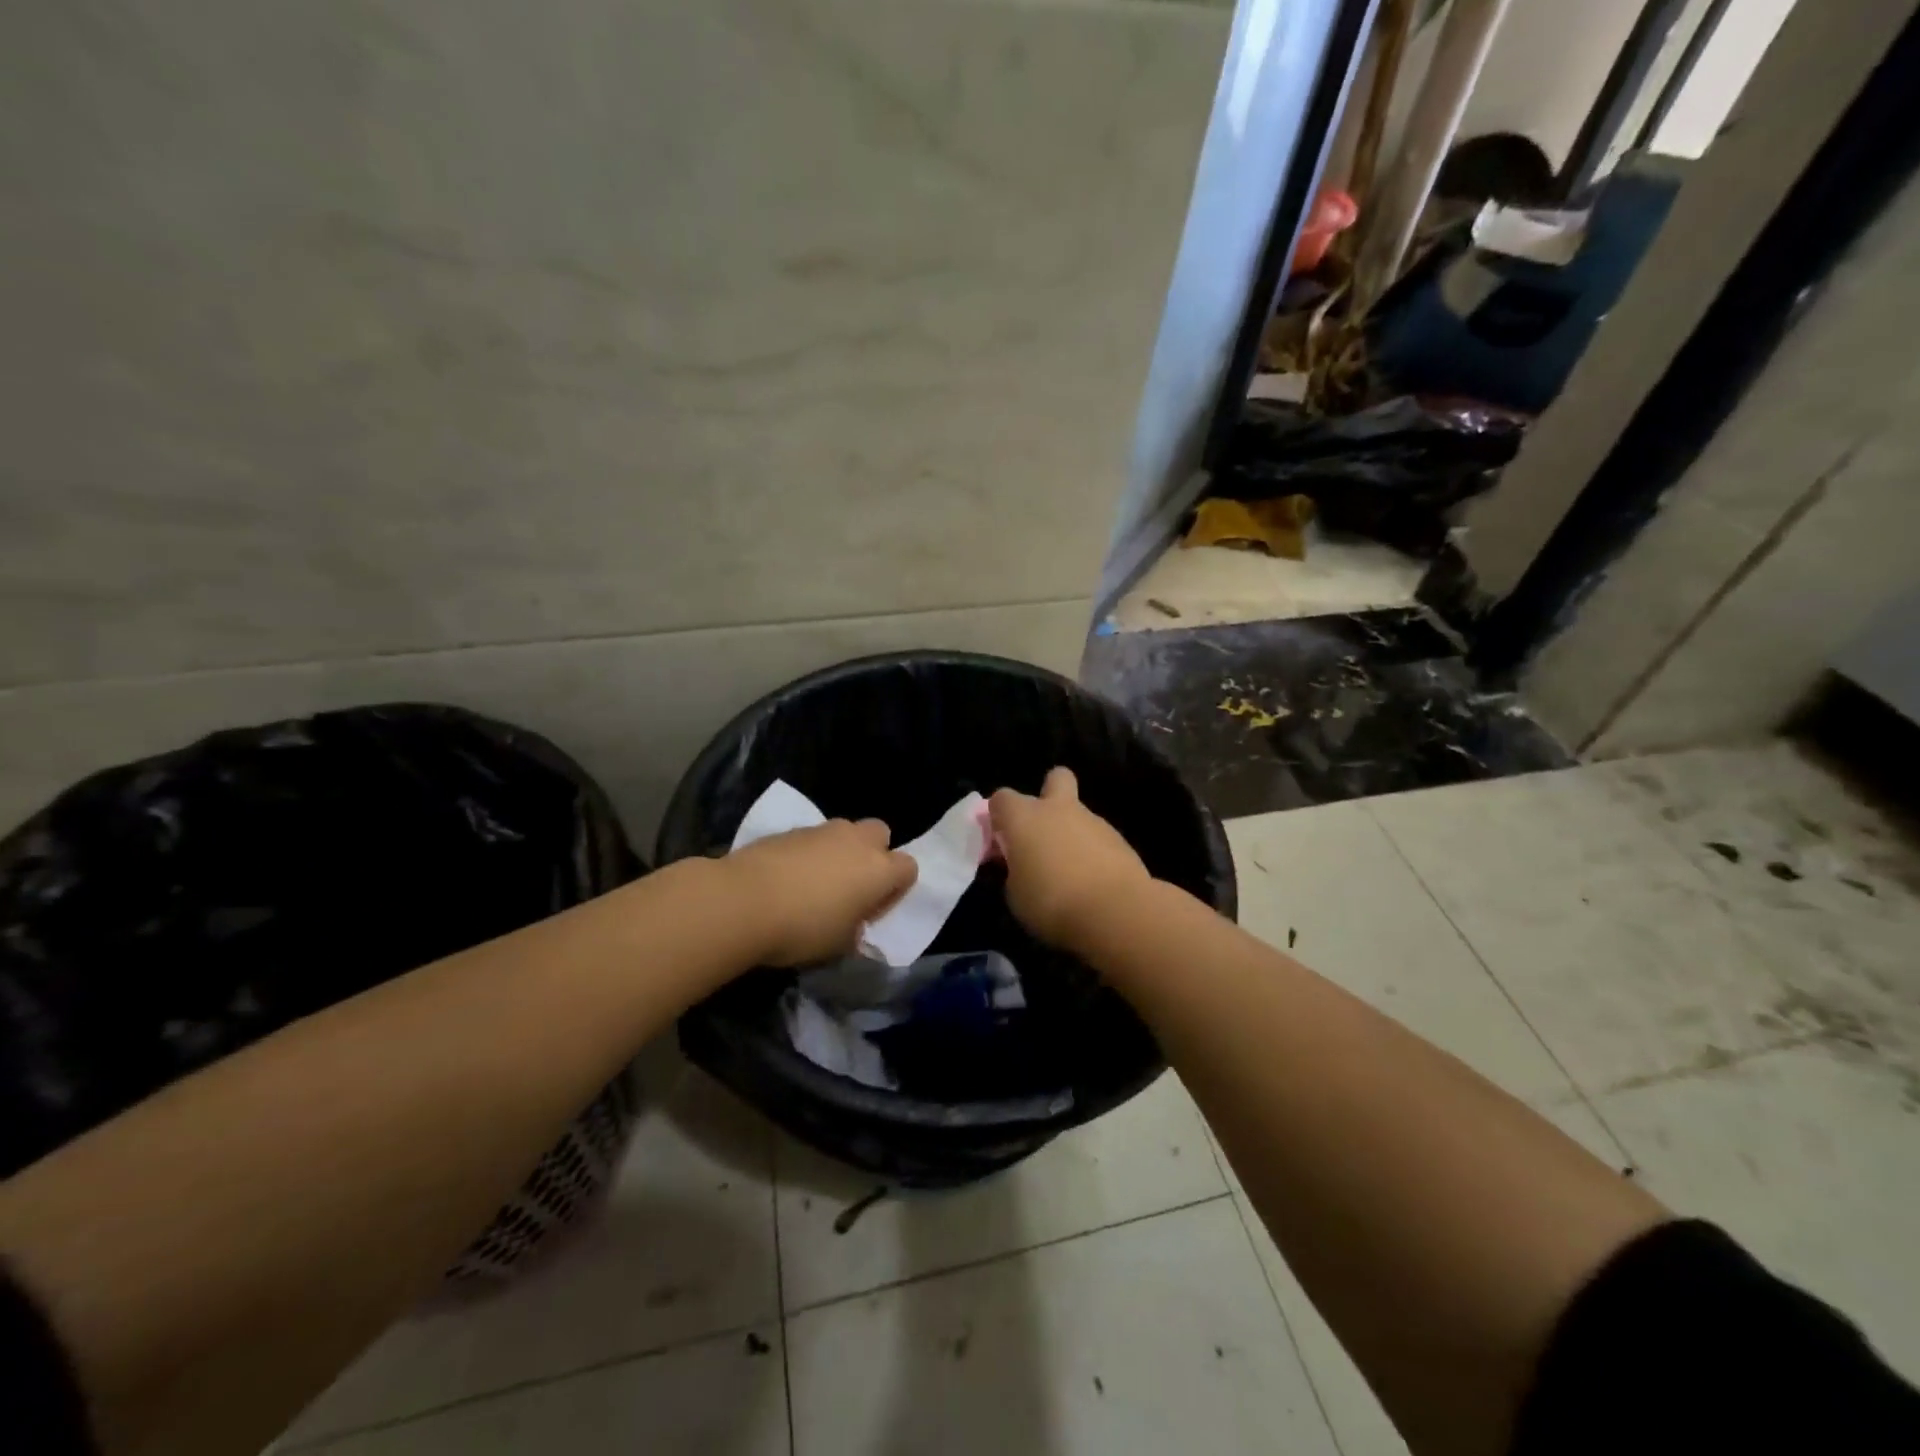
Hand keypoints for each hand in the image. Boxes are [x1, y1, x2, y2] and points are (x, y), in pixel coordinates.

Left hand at [725, 818, 917, 966]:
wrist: (743, 901)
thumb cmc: (802, 928)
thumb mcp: (838, 945)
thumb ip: (854, 930)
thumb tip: (852, 923)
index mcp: (879, 870)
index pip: (909, 868)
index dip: (895, 890)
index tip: (872, 911)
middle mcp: (856, 841)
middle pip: (880, 834)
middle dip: (872, 854)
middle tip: (851, 886)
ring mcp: (822, 830)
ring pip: (844, 832)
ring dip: (838, 852)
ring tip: (814, 883)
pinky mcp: (790, 829)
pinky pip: (812, 838)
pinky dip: (808, 853)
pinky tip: (787, 878)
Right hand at [989, 767, 1150, 950]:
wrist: (1115, 911)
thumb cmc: (1051, 903)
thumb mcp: (1015, 895)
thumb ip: (1015, 871)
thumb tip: (1022, 867)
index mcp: (1024, 818)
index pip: (1001, 798)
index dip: (999, 817)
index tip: (1001, 843)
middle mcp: (1058, 809)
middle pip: (1055, 779)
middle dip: (1048, 794)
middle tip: (1043, 831)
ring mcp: (1093, 821)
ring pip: (1078, 814)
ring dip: (1071, 833)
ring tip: (1070, 872)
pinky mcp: (1120, 839)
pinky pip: (1098, 839)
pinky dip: (1093, 853)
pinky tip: (1093, 881)